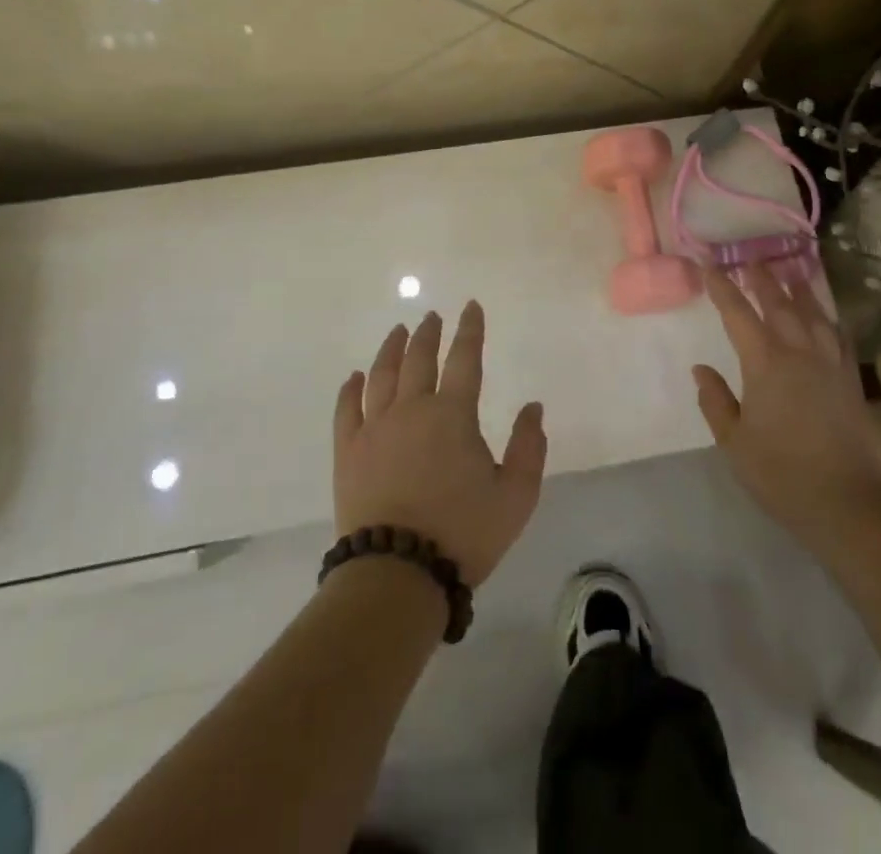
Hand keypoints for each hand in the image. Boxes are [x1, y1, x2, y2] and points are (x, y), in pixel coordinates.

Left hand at [333, 302, 546, 586]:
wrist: (398, 574)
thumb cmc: (463, 533)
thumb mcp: (515, 496)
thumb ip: (529, 447)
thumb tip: (532, 407)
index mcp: (452, 414)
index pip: (464, 358)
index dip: (470, 330)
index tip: (470, 306)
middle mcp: (411, 409)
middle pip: (418, 359)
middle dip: (428, 334)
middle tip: (432, 317)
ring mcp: (375, 428)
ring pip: (382, 375)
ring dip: (391, 349)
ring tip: (398, 331)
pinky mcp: (348, 451)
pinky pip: (347, 409)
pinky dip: (351, 388)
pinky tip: (355, 377)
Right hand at [693, 266, 880, 548]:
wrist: (849, 504)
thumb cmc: (781, 474)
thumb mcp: (735, 442)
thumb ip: (717, 402)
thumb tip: (701, 369)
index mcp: (765, 364)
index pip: (738, 314)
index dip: (722, 288)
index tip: (708, 265)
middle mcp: (799, 353)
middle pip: (780, 305)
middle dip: (763, 280)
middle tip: (752, 259)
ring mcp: (830, 365)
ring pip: (814, 315)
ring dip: (800, 291)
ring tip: (792, 273)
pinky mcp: (851, 382)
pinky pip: (839, 338)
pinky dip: (830, 320)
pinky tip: (828, 318)